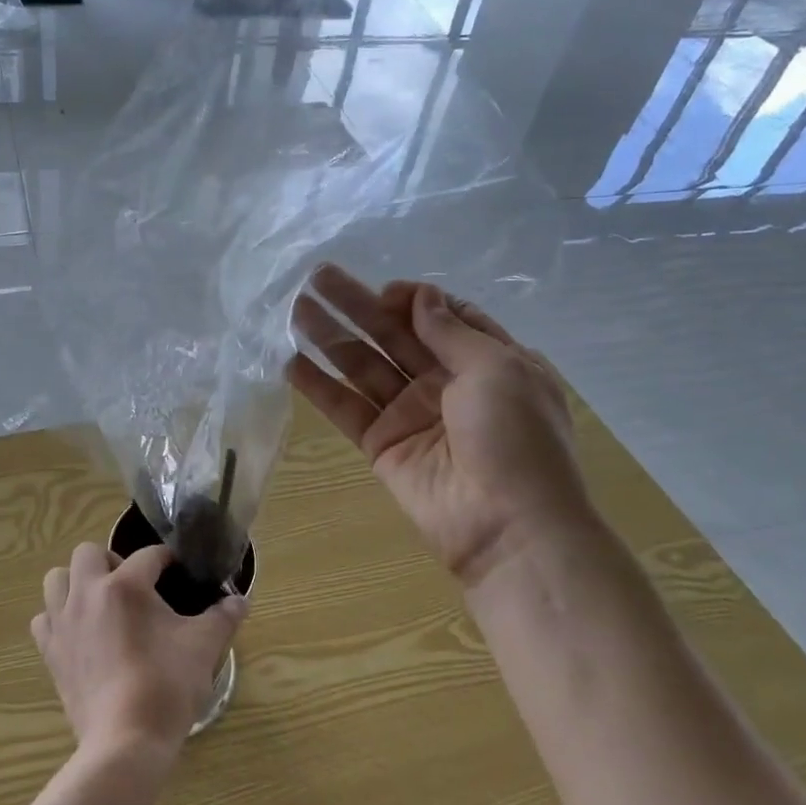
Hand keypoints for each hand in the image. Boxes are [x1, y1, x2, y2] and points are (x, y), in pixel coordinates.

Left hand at [32, 543, 246, 759]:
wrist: (126, 740)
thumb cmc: (168, 686)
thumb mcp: (204, 647)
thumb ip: (224, 617)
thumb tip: (240, 600)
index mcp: (126, 585)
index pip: (149, 555)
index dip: (167, 560)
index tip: (178, 573)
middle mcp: (87, 593)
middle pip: (89, 552)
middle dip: (112, 561)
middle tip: (134, 587)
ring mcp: (63, 622)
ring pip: (57, 579)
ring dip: (77, 582)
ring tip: (101, 603)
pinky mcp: (50, 652)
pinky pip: (44, 619)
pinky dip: (58, 618)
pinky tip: (79, 633)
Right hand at [286, 265, 590, 592]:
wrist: (508, 526)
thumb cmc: (517, 437)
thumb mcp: (499, 369)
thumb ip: (451, 331)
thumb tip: (421, 295)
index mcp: (486, 362)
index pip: (442, 317)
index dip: (412, 299)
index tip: (386, 292)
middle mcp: (445, 383)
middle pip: (393, 335)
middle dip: (357, 305)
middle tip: (316, 277)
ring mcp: (410, 414)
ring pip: (363, 366)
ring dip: (329, 337)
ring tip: (292, 309)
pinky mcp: (381, 444)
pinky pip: (346, 407)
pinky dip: (318, 386)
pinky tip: (289, 362)